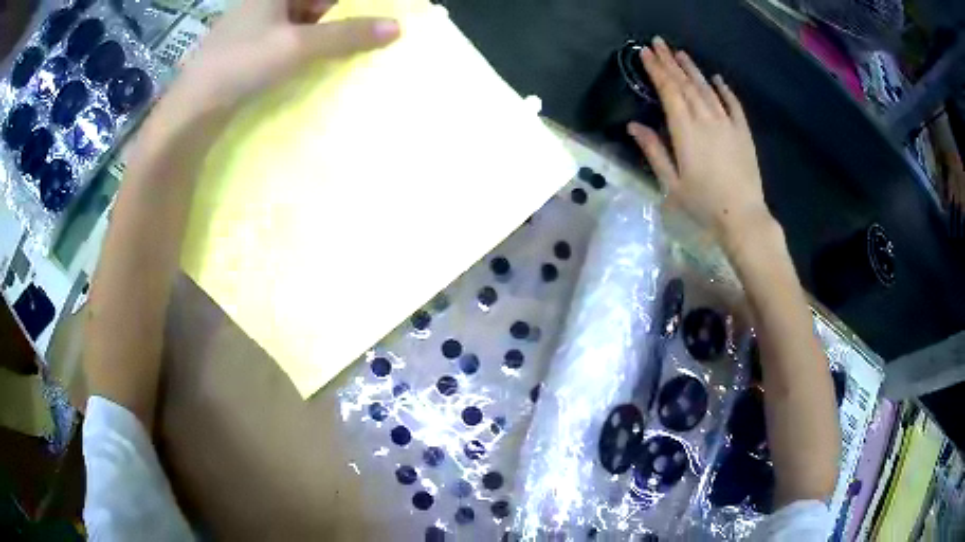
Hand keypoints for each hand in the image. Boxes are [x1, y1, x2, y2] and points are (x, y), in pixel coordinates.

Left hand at [168, 0, 399, 114]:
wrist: (191, 111)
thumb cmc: (241, 64)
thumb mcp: (297, 46)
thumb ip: (346, 35)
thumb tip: (396, 28)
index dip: (353, 4)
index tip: (378, 15)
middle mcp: (265, 3)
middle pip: (314, 4)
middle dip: (342, 18)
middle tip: (370, 34)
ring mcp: (255, 27)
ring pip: (302, 23)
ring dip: (326, 36)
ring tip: (351, 51)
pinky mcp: (249, 50)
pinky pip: (288, 41)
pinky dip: (306, 50)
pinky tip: (320, 63)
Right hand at [627, 37, 769, 239]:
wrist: (743, 217)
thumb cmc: (703, 204)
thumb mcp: (671, 183)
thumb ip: (653, 151)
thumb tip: (634, 125)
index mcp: (685, 131)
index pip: (668, 91)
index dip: (656, 70)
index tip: (645, 53)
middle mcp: (706, 119)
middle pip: (686, 84)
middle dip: (670, 62)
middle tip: (658, 43)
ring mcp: (727, 123)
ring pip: (707, 89)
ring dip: (693, 69)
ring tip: (680, 53)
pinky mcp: (743, 132)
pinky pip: (733, 104)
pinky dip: (724, 89)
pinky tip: (717, 78)